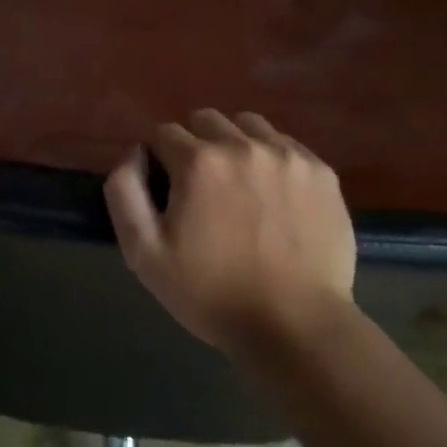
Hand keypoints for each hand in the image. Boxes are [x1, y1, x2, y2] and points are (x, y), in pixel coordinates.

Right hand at [103, 109, 355, 352]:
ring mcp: (288, 155)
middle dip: (194, 145)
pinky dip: (271, 158)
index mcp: (198, 162)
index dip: (158, 160)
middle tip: (200, 189)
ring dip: (233, 144)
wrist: (295, 325)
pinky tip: (273, 195)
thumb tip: (135, 153)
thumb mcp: (144, 253)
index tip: (168, 193)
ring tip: (238, 185)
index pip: (163, 133)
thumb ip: (124, 192)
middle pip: (205, 120)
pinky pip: (285, 144)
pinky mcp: (321, 172)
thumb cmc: (211, 293)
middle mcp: (243, 145)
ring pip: (247, 125)